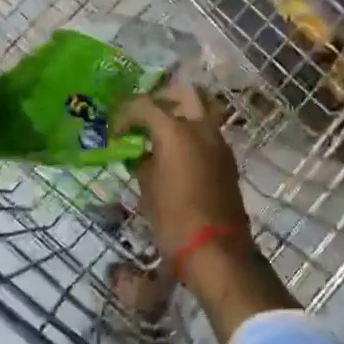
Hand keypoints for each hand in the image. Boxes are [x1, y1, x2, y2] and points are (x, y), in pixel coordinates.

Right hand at [117, 84, 297, 343]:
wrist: (216, 250)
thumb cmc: (174, 220)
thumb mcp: (148, 189)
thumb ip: (143, 162)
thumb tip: (142, 153)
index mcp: (176, 131)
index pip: (145, 105)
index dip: (125, 114)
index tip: (116, 130)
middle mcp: (201, 127)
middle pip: (183, 93)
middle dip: (162, 99)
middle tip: (145, 117)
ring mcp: (219, 141)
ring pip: (200, 110)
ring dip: (180, 115)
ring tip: (160, 136)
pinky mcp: (228, 158)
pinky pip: (208, 132)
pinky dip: (192, 133)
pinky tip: (177, 155)